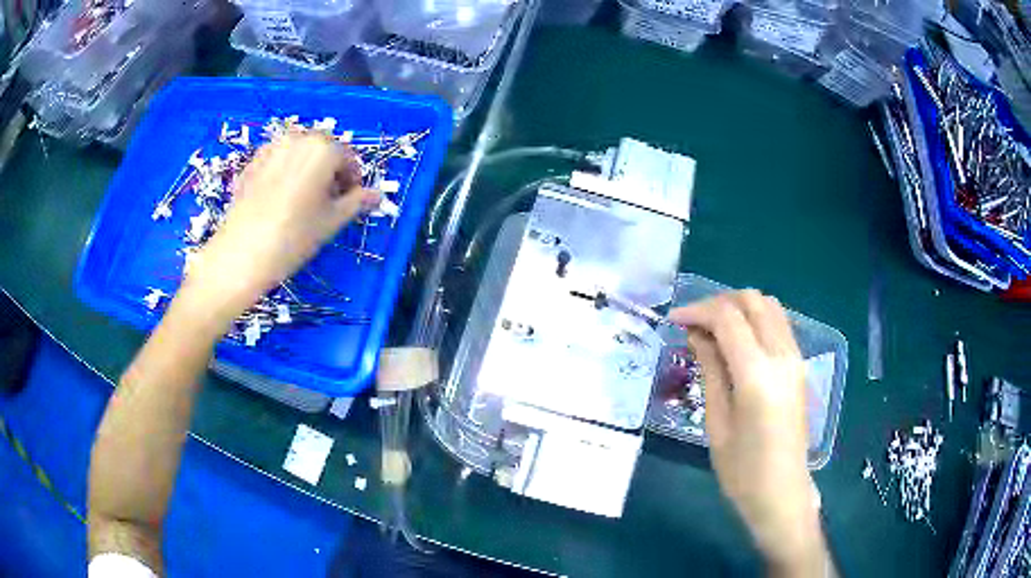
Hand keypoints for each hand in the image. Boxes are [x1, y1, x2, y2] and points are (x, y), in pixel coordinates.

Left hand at [184, 132, 380, 319]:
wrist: (241, 255)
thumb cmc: (293, 237)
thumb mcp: (331, 222)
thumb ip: (357, 203)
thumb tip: (377, 195)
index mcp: (323, 148)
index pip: (348, 158)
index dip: (353, 180)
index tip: (349, 201)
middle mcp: (297, 139)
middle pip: (322, 149)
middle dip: (329, 170)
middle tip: (327, 201)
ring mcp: (271, 148)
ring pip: (298, 152)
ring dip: (307, 169)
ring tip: (303, 200)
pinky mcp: (251, 163)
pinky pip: (277, 161)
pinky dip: (285, 172)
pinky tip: (280, 200)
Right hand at [669, 290, 827, 575]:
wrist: (782, 492)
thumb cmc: (742, 470)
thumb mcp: (717, 422)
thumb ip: (711, 370)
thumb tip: (697, 334)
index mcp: (757, 375)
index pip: (728, 318)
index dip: (697, 310)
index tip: (673, 319)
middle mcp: (782, 356)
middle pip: (752, 301)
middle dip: (718, 303)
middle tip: (693, 324)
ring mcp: (795, 358)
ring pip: (769, 306)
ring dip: (738, 308)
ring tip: (713, 329)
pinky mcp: (799, 365)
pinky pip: (778, 324)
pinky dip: (755, 319)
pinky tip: (737, 341)